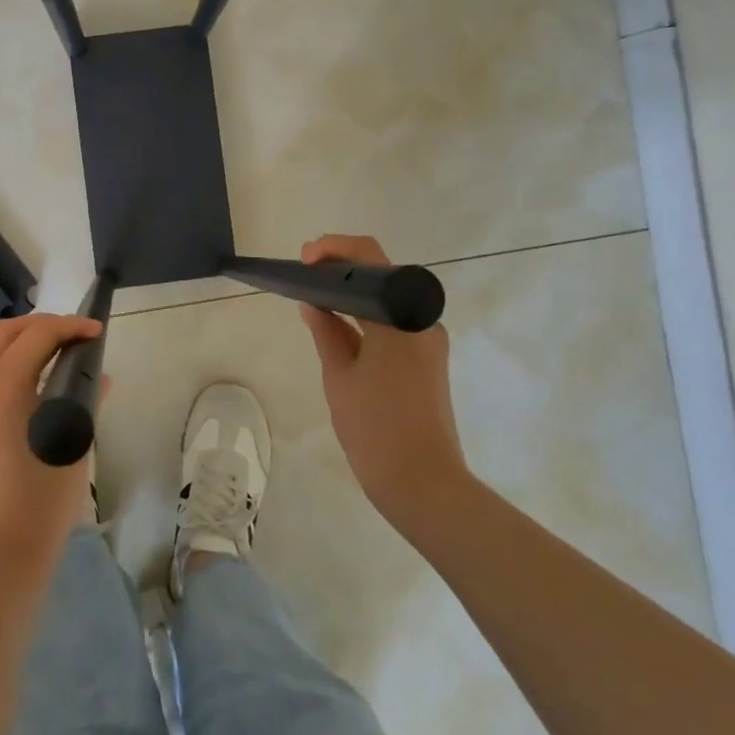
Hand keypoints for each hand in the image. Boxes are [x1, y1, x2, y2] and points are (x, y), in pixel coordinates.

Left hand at [0, 313, 102, 581]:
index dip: (69, 327)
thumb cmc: (40, 505)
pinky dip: (13, 365)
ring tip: (63, 355)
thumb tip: (98, 378)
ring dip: (25, 343)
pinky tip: (42, 383)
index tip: (97, 332)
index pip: (35, 337)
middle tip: (76, 336)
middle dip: (42, 325)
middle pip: (4, 333)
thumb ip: (84, 401)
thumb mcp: (72, 447)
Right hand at [298, 234, 465, 532]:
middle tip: (305, 277)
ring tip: (315, 301)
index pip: (370, 259)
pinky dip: (368, 319)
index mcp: (400, 318)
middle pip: (382, 277)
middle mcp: (422, 322)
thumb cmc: (376, 429)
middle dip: (341, 271)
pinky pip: (395, 325)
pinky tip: (340, 330)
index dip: (334, 249)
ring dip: (354, 296)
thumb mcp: (340, 377)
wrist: (424, 485)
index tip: (305, 259)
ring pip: (388, 302)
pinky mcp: (429, 362)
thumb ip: (326, 332)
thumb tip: (312, 304)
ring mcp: (429, 342)